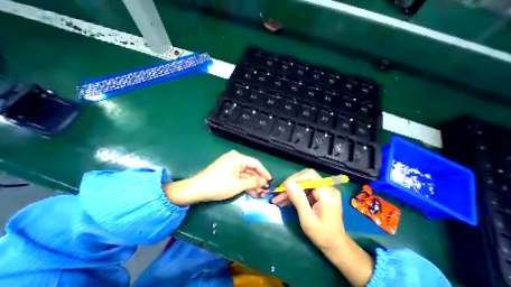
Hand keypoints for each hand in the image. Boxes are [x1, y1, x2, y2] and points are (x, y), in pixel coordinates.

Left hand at [166, 150, 273, 206]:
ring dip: (252, 184)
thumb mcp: (238, 185)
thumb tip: (264, 182)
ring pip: (245, 174)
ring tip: (260, 194)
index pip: (255, 163)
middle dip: (258, 180)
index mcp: (237, 158)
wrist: (196, 190)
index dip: (264, 172)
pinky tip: (251, 192)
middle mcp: (235, 159)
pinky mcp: (227, 171)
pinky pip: (239, 176)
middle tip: (265, 190)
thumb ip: (253, 182)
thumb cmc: (218, 186)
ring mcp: (230, 165)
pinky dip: (244, 184)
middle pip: (250, 169)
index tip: (270, 181)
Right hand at [278, 170, 344, 249]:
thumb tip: (287, 183)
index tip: (283, 188)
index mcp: (327, 193)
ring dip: (290, 190)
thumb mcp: (307, 219)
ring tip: (278, 198)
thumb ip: (298, 199)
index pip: (309, 175)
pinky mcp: (320, 193)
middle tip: (279, 193)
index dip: (295, 178)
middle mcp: (327, 188)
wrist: (335, 244)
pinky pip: (305, 189)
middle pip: (305, 177)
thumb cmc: (322, 235)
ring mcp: (324, 190)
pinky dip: (294, 193)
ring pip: (303, 183)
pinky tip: (286, 200)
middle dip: (291, 184)